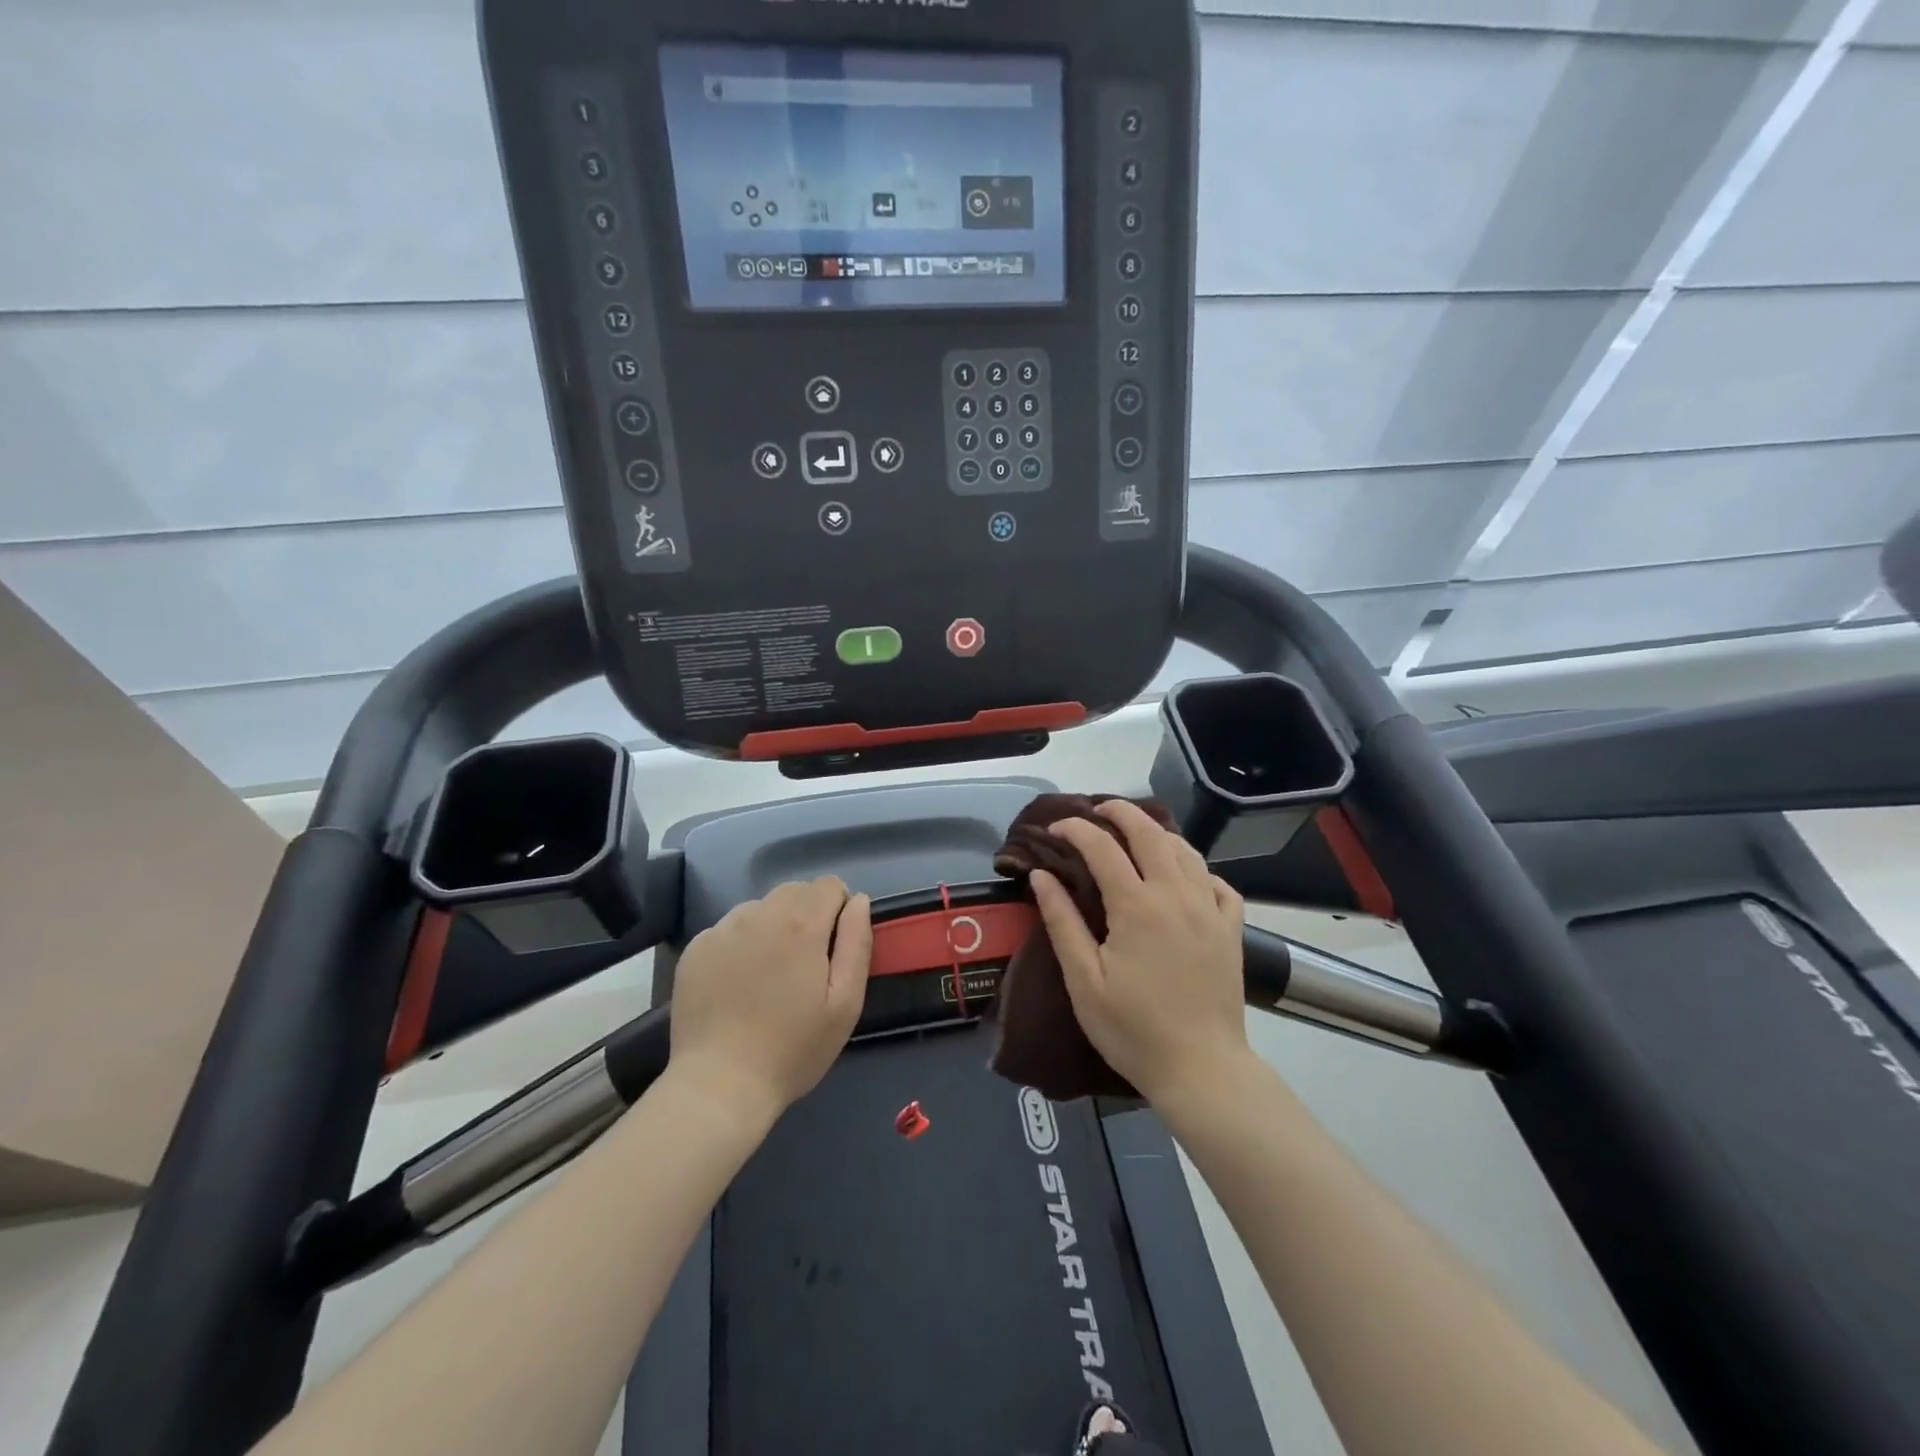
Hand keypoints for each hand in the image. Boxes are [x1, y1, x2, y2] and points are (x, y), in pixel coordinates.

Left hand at [668, 878, 871, 1125]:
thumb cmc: (793, 1049)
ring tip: (770, 973)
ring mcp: (722, 929)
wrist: (719, 1085)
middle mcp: (760, 914)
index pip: (830, 885)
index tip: (835, 947)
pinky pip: (729, 928)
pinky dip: (741, 942)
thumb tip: (858, 901)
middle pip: (795, 891)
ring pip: (760, 907)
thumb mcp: (845, 1004)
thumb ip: (857, 943)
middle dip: (808, 914)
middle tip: (806, 963)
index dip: (839, 909)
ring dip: (773, 926)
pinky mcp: (696, 948)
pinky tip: (739, 982)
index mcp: (801, 924)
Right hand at [1030, 802, 1249, 1104]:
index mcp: (1137, 905)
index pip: (1102, 847)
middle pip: (1149, 833)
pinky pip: (1218, 882)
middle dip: (1120, 813)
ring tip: (1135, 835)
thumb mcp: (1083, 980)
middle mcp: (1176, 895)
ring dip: (1157, 834)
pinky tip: (1185, 877)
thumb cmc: (1133, 1029)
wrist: (1201, 1069)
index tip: (1054, 829)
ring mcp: (1210, 910)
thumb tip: (1042, 875)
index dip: (1075, 830)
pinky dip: (1197, 868)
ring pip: (1186, 851)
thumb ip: (1062, 922)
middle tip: (1096, 811)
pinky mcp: (1231, 930)